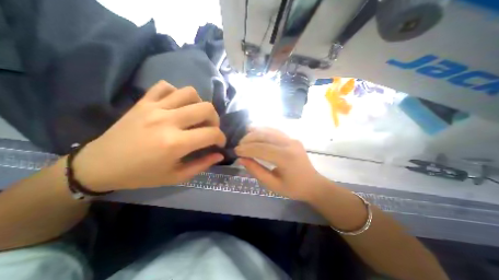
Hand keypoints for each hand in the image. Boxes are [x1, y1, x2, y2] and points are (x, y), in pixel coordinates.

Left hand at [74, 80, 225, 191]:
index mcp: (176, 143)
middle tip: (210, 128)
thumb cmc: (142, 175)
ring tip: (195, 116)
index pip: (212, 133)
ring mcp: (154, 107)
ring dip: (199, 104)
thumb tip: (219, 155)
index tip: (219, 143)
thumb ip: (202, 165)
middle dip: (215, 119)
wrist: (100, 165)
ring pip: (189, 92)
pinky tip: (176, 105)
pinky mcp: (143, 101)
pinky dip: (176, 94)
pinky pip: (165, 86)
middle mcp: (168, 121)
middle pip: (206, 108)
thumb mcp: (176, 176)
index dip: (221, 138)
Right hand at [236, 128, 327, 201]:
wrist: (313, 184)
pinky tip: (255, 132)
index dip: (247, 149)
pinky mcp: (292, 138)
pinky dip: (263, 130)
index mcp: (286, 158)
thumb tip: (242, 159)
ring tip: (244, 138)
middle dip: (249, 139)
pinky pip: (275, 131)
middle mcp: (289, 144)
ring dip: (255, 133)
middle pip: (264, 136)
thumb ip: (256, 171)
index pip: (261, 149)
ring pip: (269, 130)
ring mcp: (292, 139)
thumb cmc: (293, 188)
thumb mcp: (272, 184)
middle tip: (239, 145)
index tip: (236, 151)